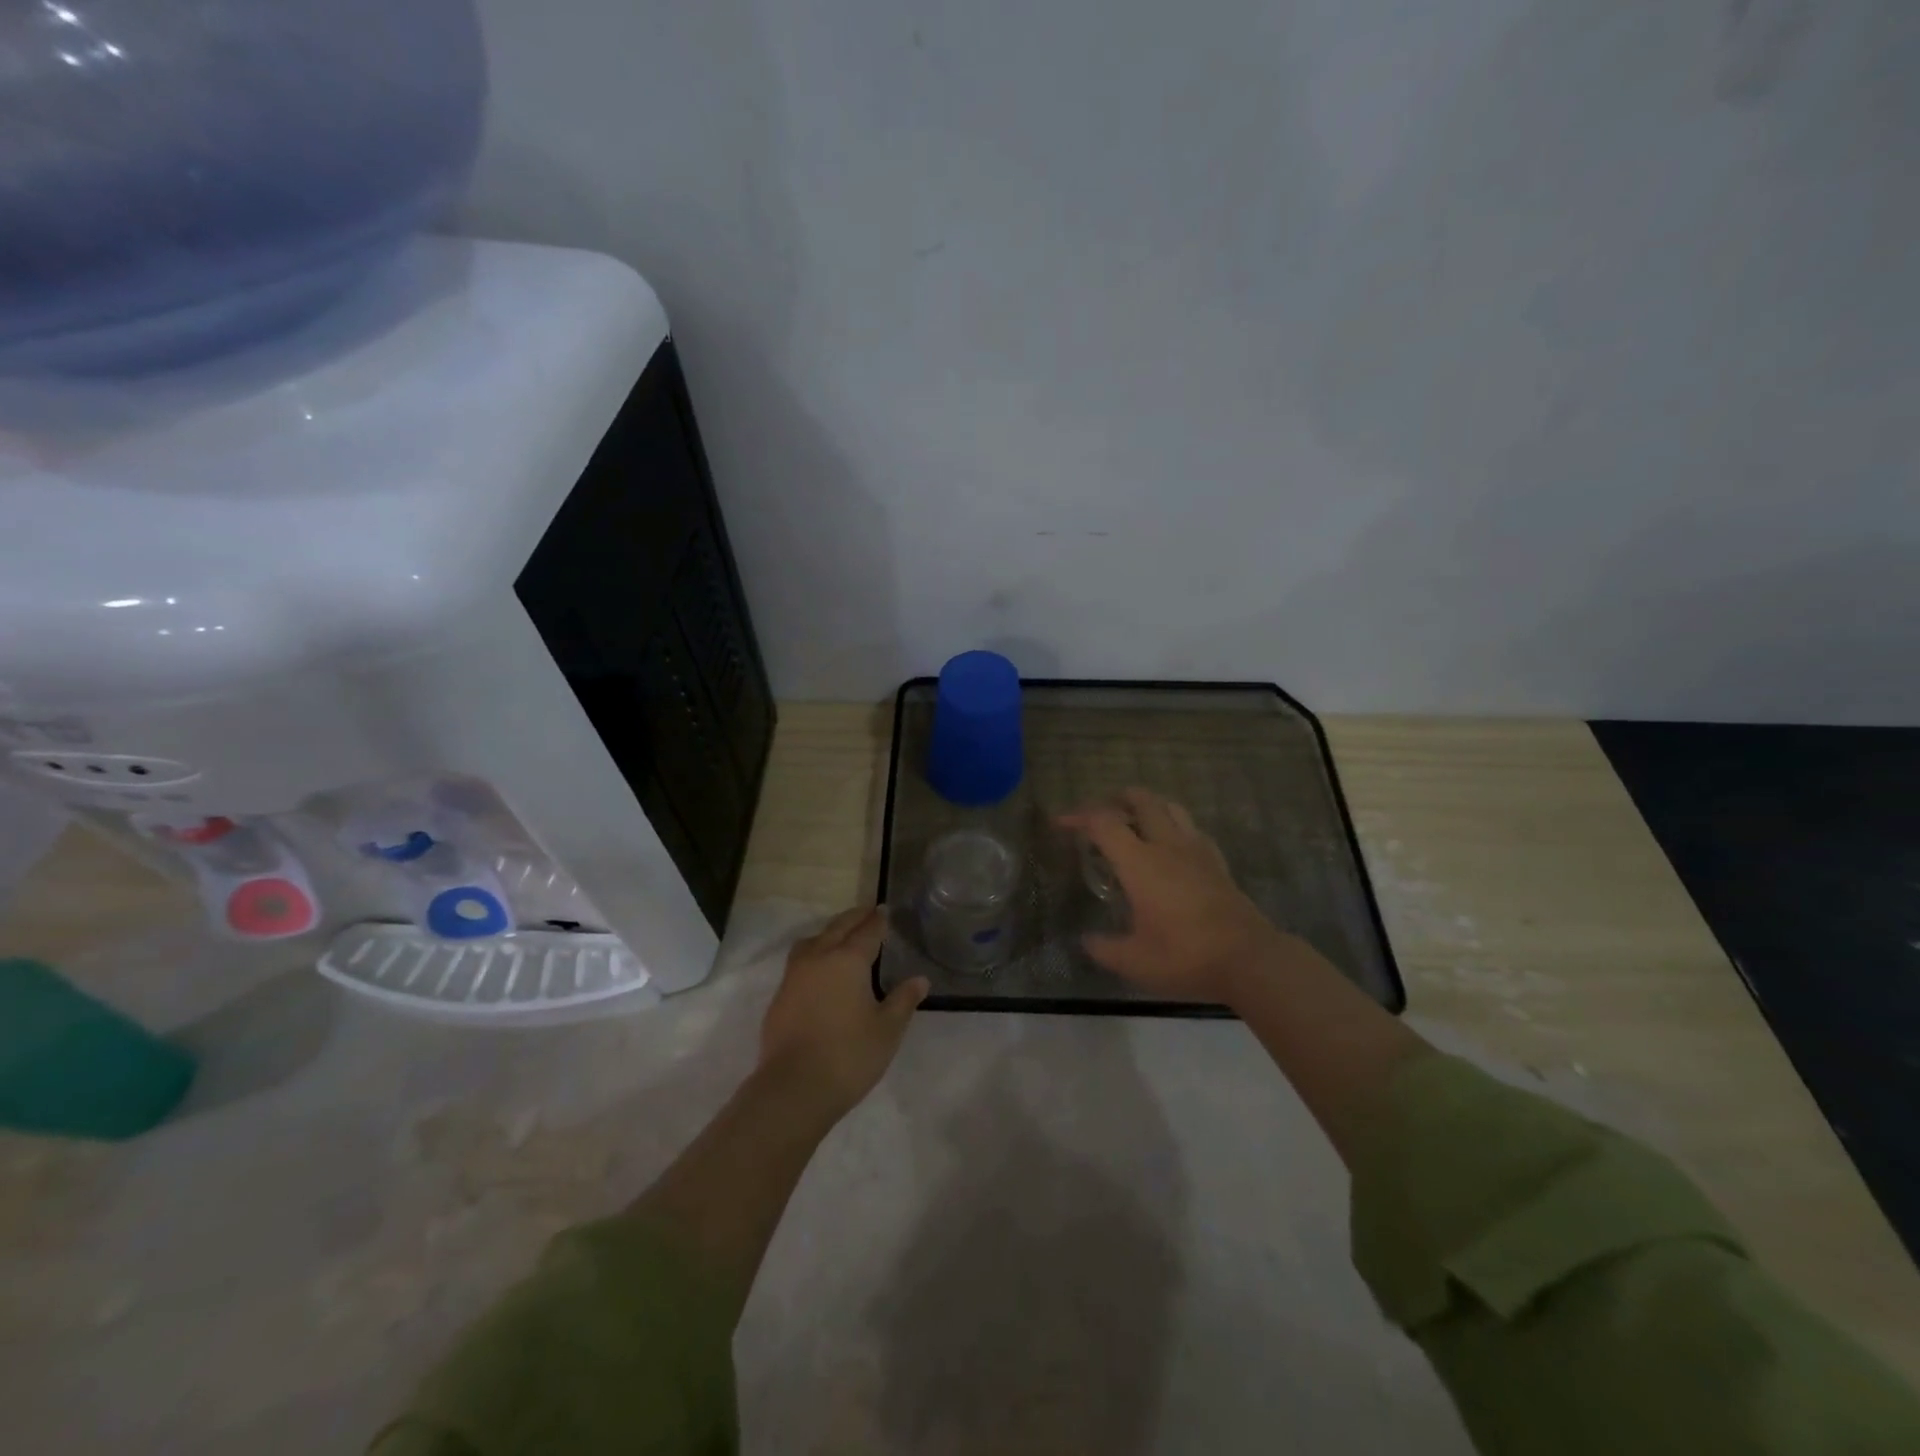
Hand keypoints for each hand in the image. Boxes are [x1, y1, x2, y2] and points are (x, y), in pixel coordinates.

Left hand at [758, 906, 929, 1120]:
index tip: (885, 911)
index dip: (878, 920)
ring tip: (842, 937)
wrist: (793, 1088)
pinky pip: (800, 961)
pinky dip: (815, 954)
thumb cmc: (849, 1055)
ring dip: (830, 932)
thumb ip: (903, 1000)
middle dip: (855, 918)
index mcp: (848, 960)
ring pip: (814, 940)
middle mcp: (819, 958)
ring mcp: (794, 975)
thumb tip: (920, 980)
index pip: (868, 931)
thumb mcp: (887, 1030)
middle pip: (838, 928)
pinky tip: (821, 970)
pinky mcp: (780, 995)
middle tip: (868, 913)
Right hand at [1059, 788, 1282, 1004]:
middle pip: (1142, 801)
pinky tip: (1172, 845)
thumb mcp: (1134, 961)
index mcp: (1140, 863)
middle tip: (1100, 812)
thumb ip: (1104, 948)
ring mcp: (1197, 851)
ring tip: (1135, 820)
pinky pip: (1192, 829)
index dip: (1078, 816)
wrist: (1249, 960)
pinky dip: (1174, 826)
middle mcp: (1167, 846)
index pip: (1104, 823)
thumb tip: (1086, 941)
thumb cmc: (1185, 956)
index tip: (1061, 823)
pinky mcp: (1217, 862)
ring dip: (1148, 806)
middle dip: (1116, 799)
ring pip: (1171, 807)